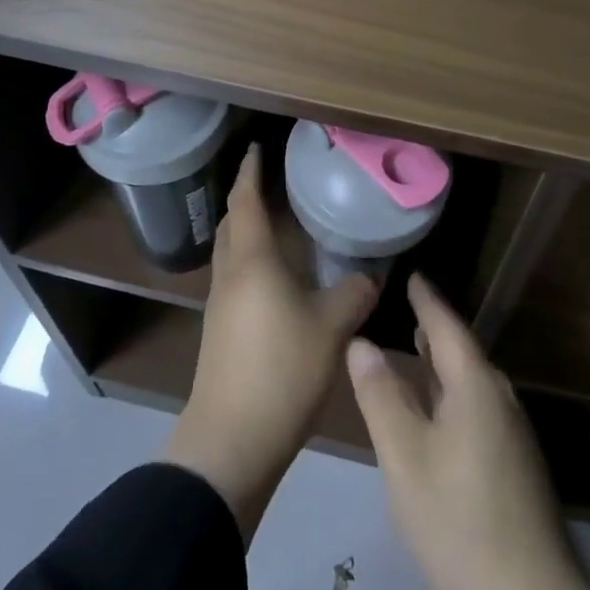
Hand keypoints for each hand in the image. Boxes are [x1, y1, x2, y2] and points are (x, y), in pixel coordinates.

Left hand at [162, 144, 377, 537]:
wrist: (230, 441)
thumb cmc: (281, 370)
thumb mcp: (332, 329)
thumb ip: (354, 295)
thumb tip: (370, 278)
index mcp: (251, 261)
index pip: (246, 201)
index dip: (250, 171)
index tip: (257, 147)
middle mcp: (230, 275)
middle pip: (231, 223)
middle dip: (246, 198)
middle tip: (271, 182)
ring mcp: (219, 305)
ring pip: (231, 252)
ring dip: (247, 231)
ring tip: (278, 224)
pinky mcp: (220, 332)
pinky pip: (234, 279)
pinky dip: (251, 262)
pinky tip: (276, 277)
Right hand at [347, 276, 589, 589]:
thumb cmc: (458, 522)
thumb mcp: (405, 457)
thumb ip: (381, 396)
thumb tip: (361, 342)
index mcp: (476, 385)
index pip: (447, 325)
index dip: (426, 299)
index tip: (411, 275)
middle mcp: (500, 399)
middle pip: (462, 352)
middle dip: (434, 330)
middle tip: (405, 309)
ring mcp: (513, 435)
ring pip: (470, 385)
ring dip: (442, 367)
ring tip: (415, 352)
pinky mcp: (516, 468)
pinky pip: (477, 410)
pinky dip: (451, 397)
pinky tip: (435, 415)